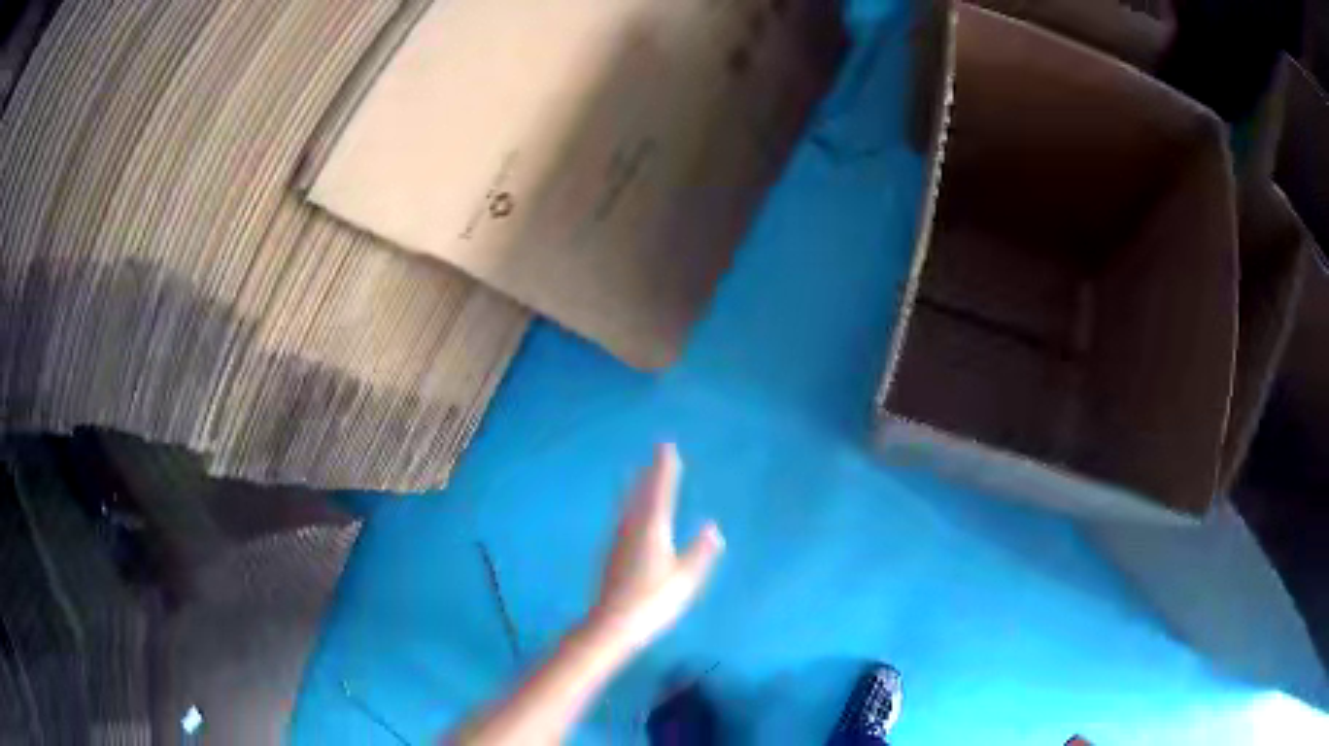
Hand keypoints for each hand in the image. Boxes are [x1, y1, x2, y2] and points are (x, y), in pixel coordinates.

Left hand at [588, 443, 724, 650]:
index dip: (664, 470)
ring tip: (643, 476)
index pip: (660, 492)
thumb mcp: (685, 579)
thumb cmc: (653, 602)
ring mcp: (619, 542)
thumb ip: (699, 553)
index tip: (667, 448)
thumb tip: (711, 528)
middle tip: (657, 454)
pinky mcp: (613, 555)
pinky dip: (632, 506)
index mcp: (652, 530)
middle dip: (651, 474)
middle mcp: (632, 529)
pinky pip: (625, 518)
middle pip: (641, 495)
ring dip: (639, 487)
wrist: (612, 624)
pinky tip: (632, 515)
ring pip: (630, 506)